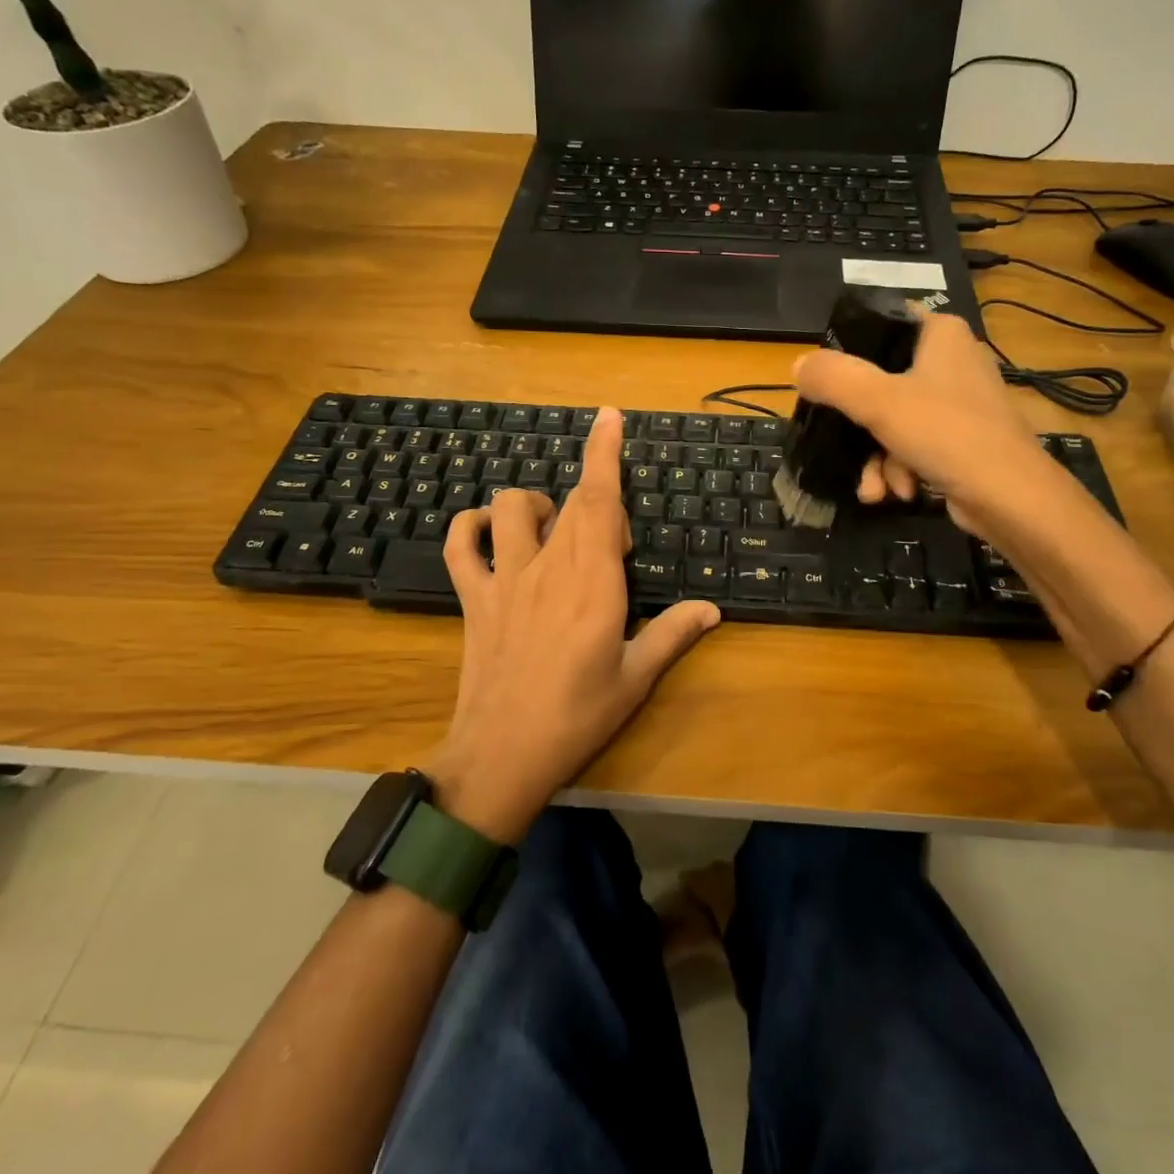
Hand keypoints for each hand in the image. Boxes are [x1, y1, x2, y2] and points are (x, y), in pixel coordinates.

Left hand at [429, 408, 720, 841]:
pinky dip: (470, 526)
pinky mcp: (474, 598)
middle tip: (617, 549)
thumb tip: (713, 609)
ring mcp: (505, 579)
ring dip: (537, 505)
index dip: (604, 454)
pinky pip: (460, 545)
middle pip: (570, 503)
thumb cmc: (578, 717)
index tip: (609, 417)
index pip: (601, 502)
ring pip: (513, 508)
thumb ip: (673, 635)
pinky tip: (488, 532)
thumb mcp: (636, 679)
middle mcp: (548, 567)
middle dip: (598, 504)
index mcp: (594, 583)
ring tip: (555, 530)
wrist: (501, 756)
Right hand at [790, 312, 1063, 538]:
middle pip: (879, 382)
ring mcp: (957, 403)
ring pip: (892, 421)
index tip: (825, 384)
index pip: (881, 323)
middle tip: (845, 447)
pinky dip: (899, 469)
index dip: (847, 350)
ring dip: (876, 458)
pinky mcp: (961, 440)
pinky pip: (912, 446)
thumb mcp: (878, 401)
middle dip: (859, 428)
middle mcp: (951, 360)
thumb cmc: (947, 434)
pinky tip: (896, 492)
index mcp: (940, 333)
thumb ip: (833, 378)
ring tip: (877, 487)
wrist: (1011, 499)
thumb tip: (797, 366)